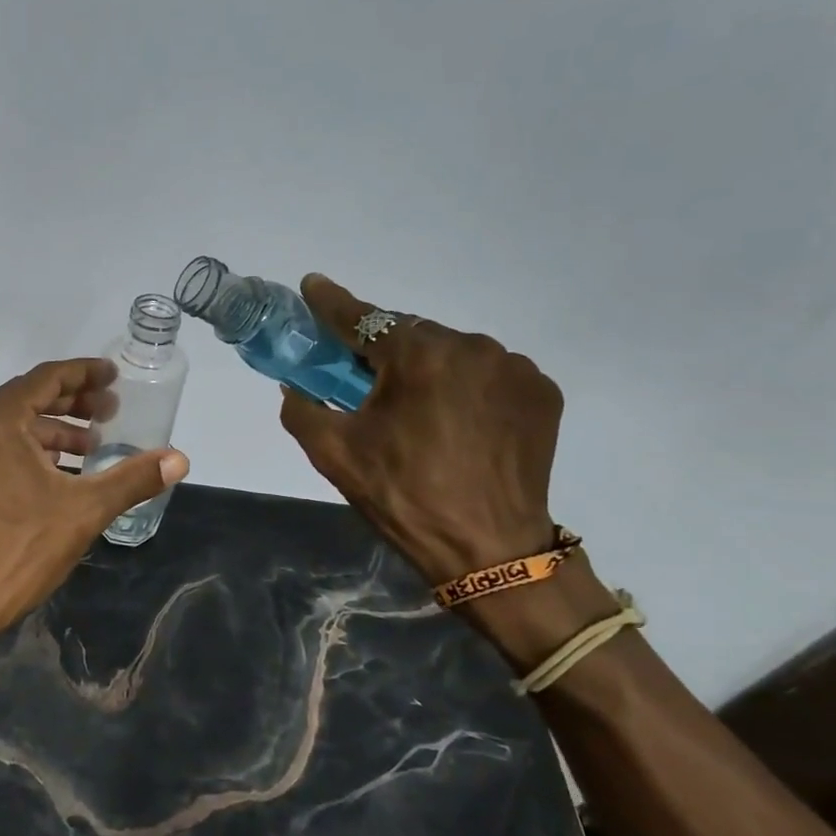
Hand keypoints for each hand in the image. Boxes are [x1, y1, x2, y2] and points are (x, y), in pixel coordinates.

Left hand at [0, 358, 189, 629]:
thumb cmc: (20, 548)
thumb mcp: (85, 510)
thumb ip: (133, 478)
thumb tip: (180, 459)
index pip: (45, 378)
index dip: (84, 373)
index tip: (114, 377)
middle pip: (26, 397)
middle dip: (71, 402)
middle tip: (109, 411)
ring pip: (9, 425)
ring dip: (50, 429)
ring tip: (89, 446)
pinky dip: (26, 449)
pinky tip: (55, 472)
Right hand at [277, 275, 564, 585]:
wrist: (490, 550)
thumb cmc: (404, 497)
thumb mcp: (334, 454)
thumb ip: (302, 409)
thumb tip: (294, 386)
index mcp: (418, 356)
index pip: (364, 318)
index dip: (332, 303)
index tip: (312, 286)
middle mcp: (472, 346)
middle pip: (410, 334)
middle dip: (383, 350)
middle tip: (364, 379)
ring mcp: (514, 368)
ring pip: (452, 352)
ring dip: (428, 369)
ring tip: (418, 411)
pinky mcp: (542, 392)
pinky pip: (488, 373)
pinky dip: (466, 386)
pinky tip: (458, 420)